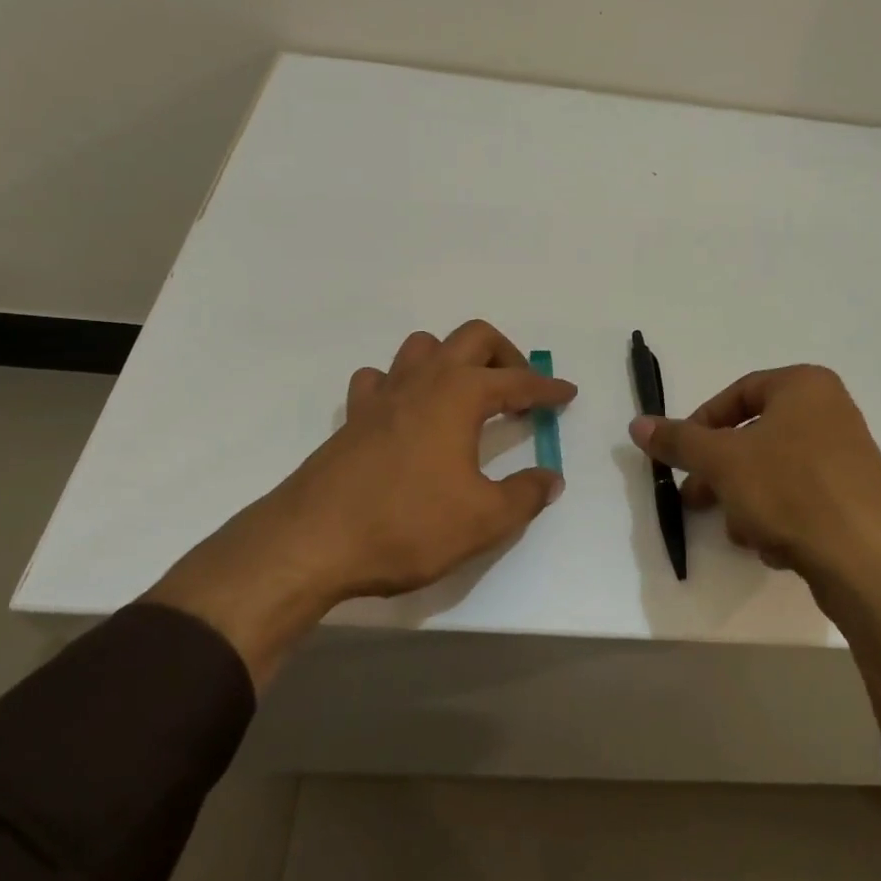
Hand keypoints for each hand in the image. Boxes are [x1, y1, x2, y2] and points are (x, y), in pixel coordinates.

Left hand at [147, 320, 574, 683]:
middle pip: (472, 337)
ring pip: (422, 347)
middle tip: (519, 390)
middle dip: (505, 355)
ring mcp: (382, 395)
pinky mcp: (352, 417)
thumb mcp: (484, 520)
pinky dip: (401, 384)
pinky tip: (407, 413)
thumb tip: (551, 478)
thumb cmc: (407, 525)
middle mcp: (424, 380)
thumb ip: (526, 495)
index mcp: (460, 395)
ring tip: (466, 394)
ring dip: (452, 359)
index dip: (547, 388)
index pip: (518, 382)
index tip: (567, 394)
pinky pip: (380, 380)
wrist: (312, 543)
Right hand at [628, 365, 880, 592]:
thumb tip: (637, 424)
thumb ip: (679, 441)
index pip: (738, 393)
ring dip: (748, 503)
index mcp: (805, 386)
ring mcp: (848, 458)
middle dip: (722, 474)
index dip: (701, 424)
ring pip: (775, 474)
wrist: (869, 561)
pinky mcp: (856, 500)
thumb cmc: (791, 490)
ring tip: (741, 533)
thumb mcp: (723, 461)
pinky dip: (781, 520)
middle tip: (696, 500)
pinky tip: (775, 548)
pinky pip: (803, 500)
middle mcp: (831, 413)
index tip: (682, 457)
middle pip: (755, 437)